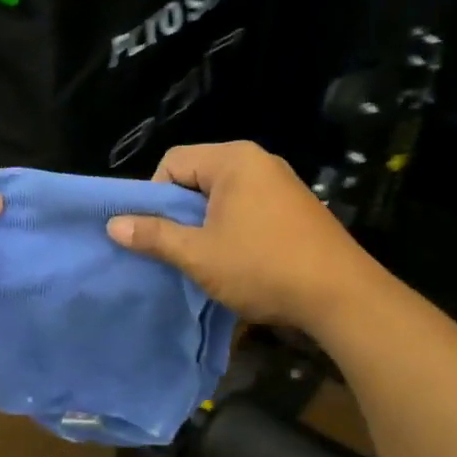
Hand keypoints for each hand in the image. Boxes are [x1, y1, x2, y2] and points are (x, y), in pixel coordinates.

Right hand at [106, 141, 376, 328]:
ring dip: (207, 224)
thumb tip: (113, 224)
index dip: (155, 196)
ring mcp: (282, 183)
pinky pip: (249, 206)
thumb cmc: (263, 267)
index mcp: (233, 159)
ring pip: (223, 195)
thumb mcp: (199, 254)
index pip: (173, 161)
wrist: (342, 296)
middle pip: (198, 176)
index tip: (158, 233)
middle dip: (182, 212)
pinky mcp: (297, 207)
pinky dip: (234, 227)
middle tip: (179, 249)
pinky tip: (239, 260)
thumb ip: (154, 235)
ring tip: (207, 258)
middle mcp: (259, 160)